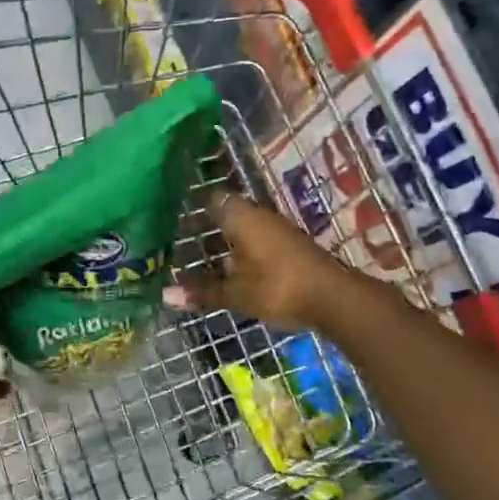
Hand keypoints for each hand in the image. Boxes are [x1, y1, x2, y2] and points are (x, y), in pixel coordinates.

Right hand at [166, 193, 352, 330]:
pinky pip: (257, 242)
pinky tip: (232, 269)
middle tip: (181, 244)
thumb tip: (165, 295)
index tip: (173, 222)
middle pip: (227, 214)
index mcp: (241, 217)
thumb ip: (202, 291)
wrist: (334, 298)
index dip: (193, 209)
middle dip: (206, 229)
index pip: (212, 201)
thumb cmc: (277, 287)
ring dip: (226, 242)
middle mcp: (259, 216)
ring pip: (243, 229)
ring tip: (201, 259)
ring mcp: (278, 230)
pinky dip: (242, 252)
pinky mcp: (290, 247)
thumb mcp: (235, 293)